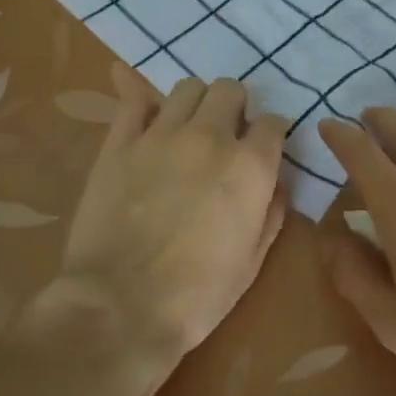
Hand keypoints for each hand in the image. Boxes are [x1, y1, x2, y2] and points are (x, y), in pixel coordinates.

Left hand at [55, 65, 288, 368]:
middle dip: (234, 108)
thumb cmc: (198, 295)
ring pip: (187, 88)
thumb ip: (271, 213)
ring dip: (195, 103)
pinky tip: (147, 119)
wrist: (120, 307)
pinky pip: (134, 101)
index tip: (264, 147)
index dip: (271, 133)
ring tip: (188, 128)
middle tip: (226, 134)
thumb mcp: (252, 261)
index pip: (273, 122)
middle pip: (230, 90)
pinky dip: (144, 102)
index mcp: (249, 166)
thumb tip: (276, 185)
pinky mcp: (119, 142)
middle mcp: (209, 137)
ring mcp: (161, 135)